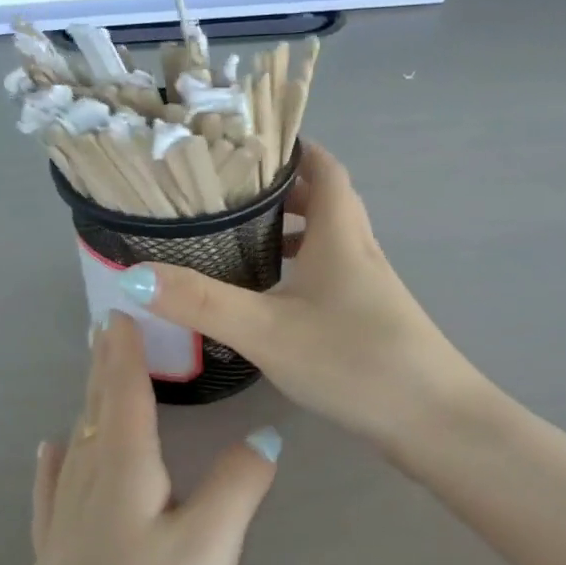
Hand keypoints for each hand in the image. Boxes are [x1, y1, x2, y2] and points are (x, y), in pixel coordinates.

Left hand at [0, 312, 280, 564]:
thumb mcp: (208, 552)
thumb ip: (238, 486)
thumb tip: (265, 435)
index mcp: (123, 470)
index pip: (125, 390)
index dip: (126, 348)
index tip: (122, 305)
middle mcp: (87, 483)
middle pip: (97, 408)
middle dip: (105, 365)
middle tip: (107, 325)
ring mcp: (63, 522)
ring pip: (78, 441)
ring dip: (89, 401)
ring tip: (93, 373)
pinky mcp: (53, 558)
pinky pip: (54, 486)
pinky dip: (57, 458)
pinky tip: (50, 452)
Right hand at [122, 143, 482, 452]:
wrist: (432, 420)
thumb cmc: (353, 360)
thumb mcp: (267, 330)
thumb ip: (201, 303)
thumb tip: (133, 276)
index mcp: (341, 234)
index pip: (324, 167)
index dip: (293, 148)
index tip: (250, 144)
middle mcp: (360, 251)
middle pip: (326, 201)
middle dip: (283, 190)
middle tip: (232, 196)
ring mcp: (371, 287)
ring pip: (329, 242)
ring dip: (293, 233)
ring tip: (243, 244)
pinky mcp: (373, 319)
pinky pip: (332, 277)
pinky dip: (302, 272)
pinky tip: (274, 302)